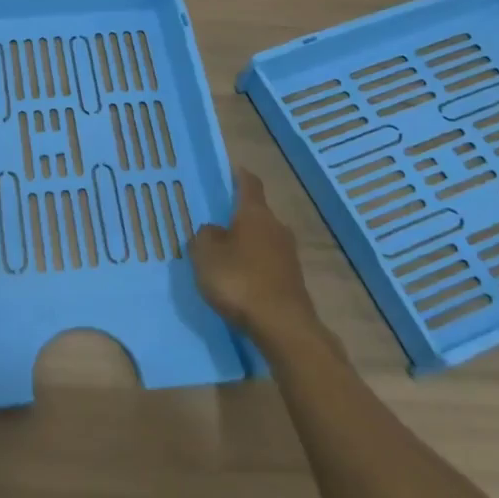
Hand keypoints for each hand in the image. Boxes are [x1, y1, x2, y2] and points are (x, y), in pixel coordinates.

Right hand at [190, 168, 325, 348]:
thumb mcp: (206, 255)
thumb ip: (204, 236)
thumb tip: (214, 230)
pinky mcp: (293, 280)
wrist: (283, 326)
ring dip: (247, 243)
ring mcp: (289, 255)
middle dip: (239, 216)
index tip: (231, 171)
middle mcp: (276, 227)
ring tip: (226, 254)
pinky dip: (255, 265)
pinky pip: (269, 263)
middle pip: (257, 213)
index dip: (239, 176)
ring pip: (264, 239)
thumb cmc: (239, 280)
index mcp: (255, 214)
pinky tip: (241, 280)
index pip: (249, 184)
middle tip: (217, 223)